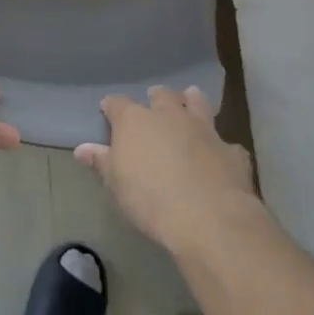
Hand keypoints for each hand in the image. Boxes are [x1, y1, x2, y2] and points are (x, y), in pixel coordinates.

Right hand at [76, 86, 256, 252]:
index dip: (112, 106)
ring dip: (192, 101)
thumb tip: (82, 148)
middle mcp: (170, 116)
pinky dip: (221, 146)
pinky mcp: (231, 151)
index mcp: (136, 121)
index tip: (107, 110)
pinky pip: (226, 143)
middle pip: (162, 96)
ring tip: (190, 99)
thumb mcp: (116, 184)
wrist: (208, 218)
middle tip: (154, 101)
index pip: (118, 104)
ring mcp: (204, 130)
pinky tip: (221, 155)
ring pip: (198, 104)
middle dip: (157, 97)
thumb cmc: (150, 199)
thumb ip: (102, 162)